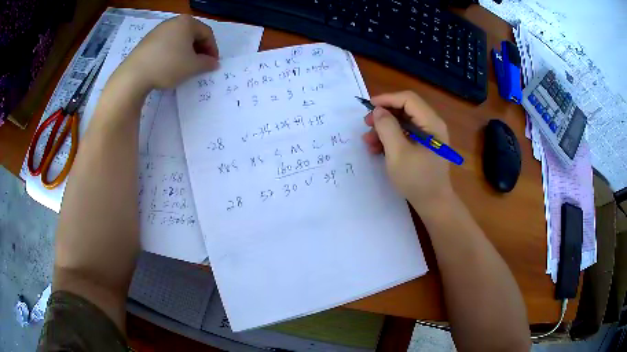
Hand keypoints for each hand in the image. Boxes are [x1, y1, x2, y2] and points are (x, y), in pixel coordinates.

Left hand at [115, 15, 218, 91]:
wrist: (134, 74)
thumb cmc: (168, 65)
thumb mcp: (192, 66)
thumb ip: (207, 63)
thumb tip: (214, 63)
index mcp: (187, 22)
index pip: (207, 34)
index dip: (213, 49)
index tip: (213, 63)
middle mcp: (173, 21)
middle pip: (192, 34)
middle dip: (199, 50)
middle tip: (200, 64)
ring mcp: (158, 30)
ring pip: (179, 39)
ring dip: (186, 52)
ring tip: (185, 66)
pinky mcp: (147, 41)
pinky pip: (166, 44)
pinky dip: (172, 53)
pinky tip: (169, 65)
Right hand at [362, 91, 453, 210]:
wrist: (433, 204)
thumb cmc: (417, 179)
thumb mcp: (398, 153)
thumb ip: (387, 128)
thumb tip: (378, 111)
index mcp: (431, 123)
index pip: (408, 99)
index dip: (387, 99)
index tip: (368, 107)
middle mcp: (432, 125)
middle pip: (405, 109)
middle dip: (384, 115)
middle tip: (366, 125)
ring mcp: (428, 136)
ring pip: (403, 122)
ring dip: (384, 129)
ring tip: (368, 142)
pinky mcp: (423, 146)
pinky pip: (405, 135)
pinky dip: (390, 138)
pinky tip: (377, 149)